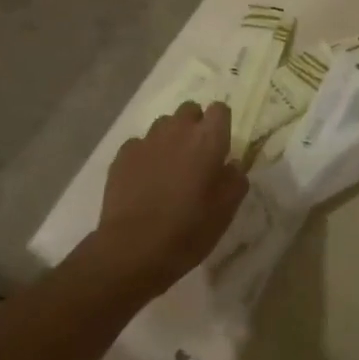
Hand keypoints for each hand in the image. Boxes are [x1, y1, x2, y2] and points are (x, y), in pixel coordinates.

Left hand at [94, 102, 245, 295]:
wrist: (132, 250)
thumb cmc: (188, 229)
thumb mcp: (227, 210)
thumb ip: (236, 179)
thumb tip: (232, 165)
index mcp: (208, 139)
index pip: (220, 109)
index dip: (221, 125)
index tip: (220, 147)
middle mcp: (178, 129)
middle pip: (190, 110)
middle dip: (194, 126)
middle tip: (195, 157)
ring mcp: (147, 140)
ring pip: (163, 125)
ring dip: (170, 138)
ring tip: (168, 168)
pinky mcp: (122, 155)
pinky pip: (139, 144)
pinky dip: (145, 155)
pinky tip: (144, 180)